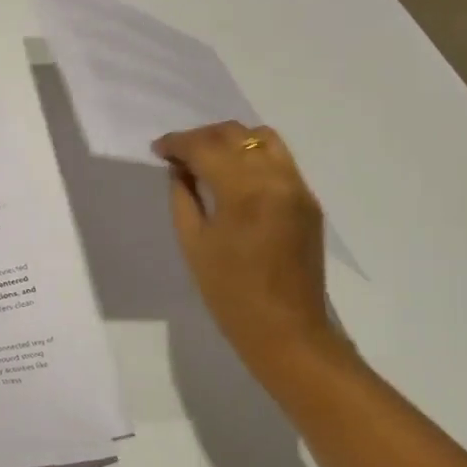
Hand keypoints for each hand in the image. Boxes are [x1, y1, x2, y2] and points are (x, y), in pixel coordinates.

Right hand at [154, 122, 343, 385]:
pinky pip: (279, 160)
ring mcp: (298, 188)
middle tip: (179, 154)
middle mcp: (276, 179)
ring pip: (262, 138)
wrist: (288, 331)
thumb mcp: (193, 243)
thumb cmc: (230, 294)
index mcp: (245, 192)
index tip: (158, 149)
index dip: (177, 143)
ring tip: (209, 158)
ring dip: (231, 140)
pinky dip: (253, 156)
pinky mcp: (308, 200)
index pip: (206, 147)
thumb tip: (178, 168)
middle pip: (235, 135)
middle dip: (202, 138)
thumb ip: (182, 196)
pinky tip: (235, 175)